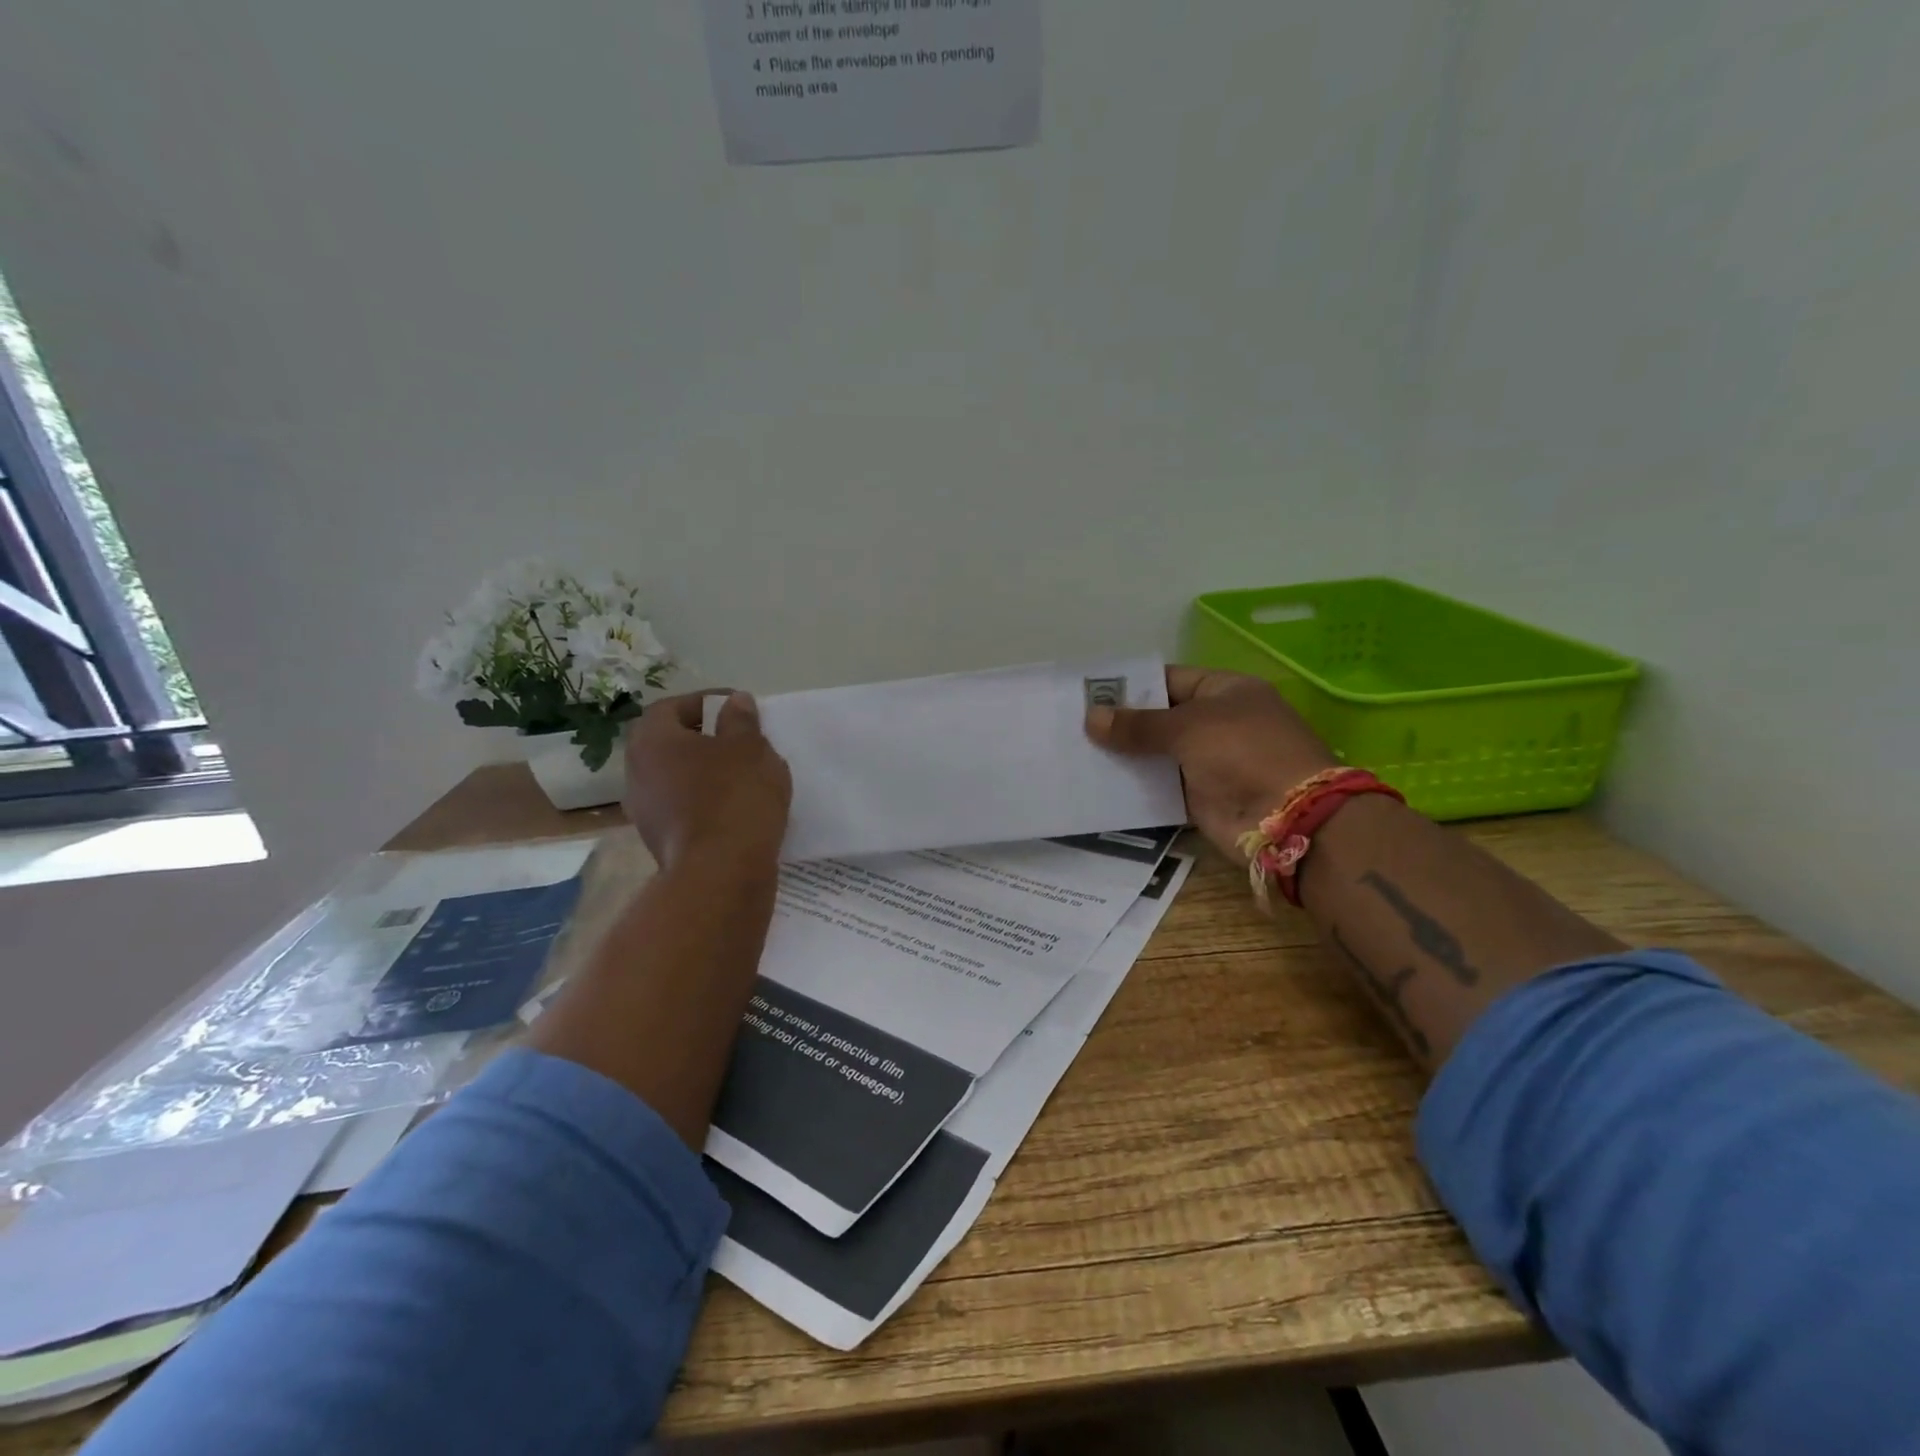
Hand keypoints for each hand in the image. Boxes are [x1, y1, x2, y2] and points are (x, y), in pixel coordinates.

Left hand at [622, 691, 791, 870]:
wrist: (721, 873)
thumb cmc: (734, 796)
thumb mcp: (750, 747)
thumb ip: (741, 720)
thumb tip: (734, 702)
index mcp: (651, 741)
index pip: (672, 707)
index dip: (706, 702)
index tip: (738, 708)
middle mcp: (637, 773)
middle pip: (671, 744)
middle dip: (705, 739)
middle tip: (741, 740)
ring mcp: (645, 811)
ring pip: (677, 779)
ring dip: (706, 773)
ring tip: (744, 775)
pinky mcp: (661, 841)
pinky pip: (684, 808)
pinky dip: (706, 802)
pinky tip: (737, 808)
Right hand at [1085, 666, 1339, 861]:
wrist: (1287, 818)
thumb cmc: (1242, 752)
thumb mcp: (1188, 728)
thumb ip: (1138, 725)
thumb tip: (1090, 718)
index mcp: (1224, 691)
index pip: (1168, 680)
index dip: (1130, 686)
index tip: (1088, 694)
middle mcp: (1217, 723)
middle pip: (1160, 719)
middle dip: (1121, 724)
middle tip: (1072, 726)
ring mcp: (1209, 762)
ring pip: (1157, 755)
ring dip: (1124, 757)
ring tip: (1076, 754)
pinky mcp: (1200, 798)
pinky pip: (1160, 788)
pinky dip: (1134, 787)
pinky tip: (1097, 785)